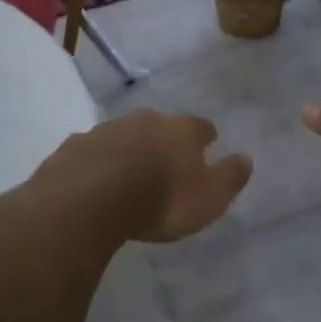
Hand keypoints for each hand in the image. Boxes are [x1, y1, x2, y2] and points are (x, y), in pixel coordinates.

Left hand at [35, 112, 252, 242]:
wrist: (88, 200)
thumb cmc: (160, 200)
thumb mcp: (209, 198)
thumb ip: (230, 177)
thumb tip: (246, 158)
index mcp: (180, 130)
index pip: (200, 127)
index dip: (205, 136)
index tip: (209, 143)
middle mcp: (144, 121)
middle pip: (159, 125)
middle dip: (164, 139)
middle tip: (167, 158)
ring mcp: (105, 130)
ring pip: (123, 135)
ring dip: (129, 148)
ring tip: (130, 171)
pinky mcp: (73, 147)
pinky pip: (91, 152)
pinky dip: (97, 161)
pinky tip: (94, 178)